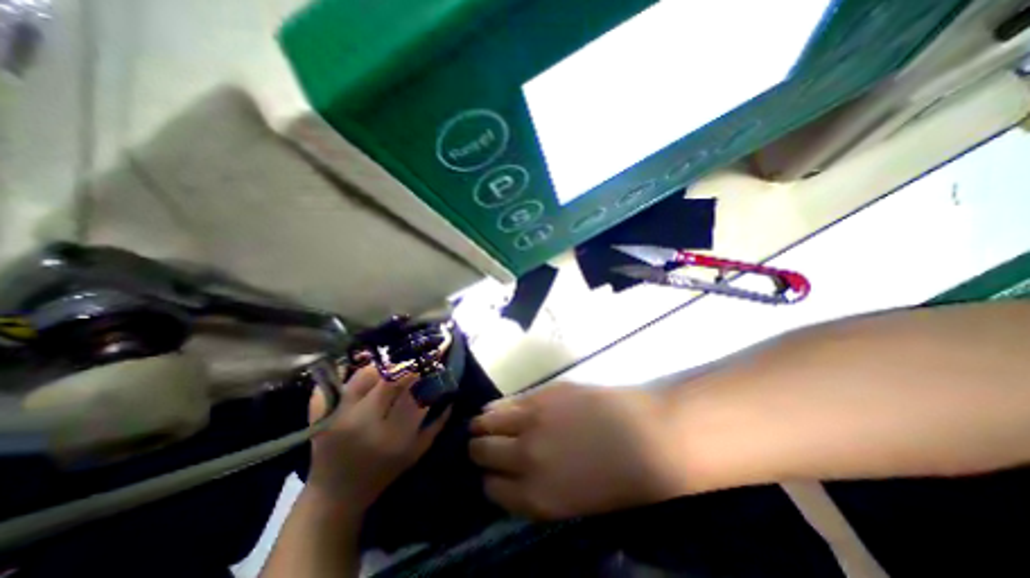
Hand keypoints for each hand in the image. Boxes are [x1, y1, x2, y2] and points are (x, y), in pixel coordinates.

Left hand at [308, 366, 448, 510]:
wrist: (335, 495)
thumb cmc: (382, 474)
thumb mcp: (416, 453)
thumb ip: (437, 425)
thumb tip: (450, 397)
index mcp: (391, 435)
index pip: (412, 393)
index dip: (423, 376)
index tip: (429, 368)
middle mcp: (362, 422)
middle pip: (389, 379)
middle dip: (405, 368)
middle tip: (411, 366)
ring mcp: (337, 417)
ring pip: (364, 375)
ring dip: (381, 369)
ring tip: (388, 372)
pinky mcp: (320, 415)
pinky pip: (334, 383)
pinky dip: (348, 374)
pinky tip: (362, 377)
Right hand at [471, 383, 686, 519]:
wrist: (646, 436)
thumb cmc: (618, 478)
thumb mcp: (573, 502)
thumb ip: (536, 489)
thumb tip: (512, 473)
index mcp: (535, 496)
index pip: (492, 489)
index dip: (490, 480)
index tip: (492, 473)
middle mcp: (526, 457)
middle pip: (483, 452)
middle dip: (479, 451)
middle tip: (480, 446)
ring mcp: (532, 420)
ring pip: (488, 422)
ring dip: (482, 425)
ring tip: (481, 424)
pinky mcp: (542, 394)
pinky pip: (507, 401)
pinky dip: (497, 407)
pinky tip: (497, 408)